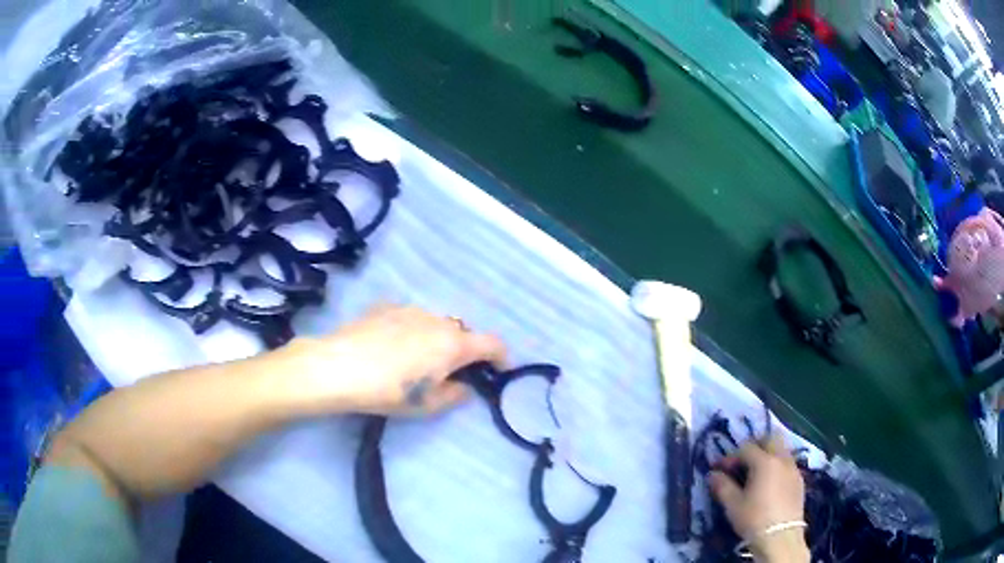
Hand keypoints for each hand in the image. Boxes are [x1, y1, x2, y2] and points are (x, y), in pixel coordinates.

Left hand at [284, 305, 506, 415]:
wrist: (338, 366)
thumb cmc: (388, 391)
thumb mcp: (427, 404)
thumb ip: (455, 395)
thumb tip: (465, 387)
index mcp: (454, 344)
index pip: (493, 344)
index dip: (502, 357)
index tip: (500, 370)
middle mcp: (438, 320)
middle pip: (462, 333)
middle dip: (464, 351)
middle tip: (451, 372)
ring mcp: (411, 309)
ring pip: (436, 323)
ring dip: (437, 339)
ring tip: (416, 359)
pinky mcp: (386, 306)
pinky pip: (410, 318)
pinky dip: (412, 331)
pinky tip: (392, 346)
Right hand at [709, 435, 808, 562]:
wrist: (780, 537)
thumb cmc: (754, 519)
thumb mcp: (732, 505)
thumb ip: (722, 486)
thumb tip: (713, 474)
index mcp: (764, 462)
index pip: (746, 448)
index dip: (731, 456)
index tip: (720, 469)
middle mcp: (782, 459)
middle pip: (771, 438)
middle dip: (756, 444)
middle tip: (743, 461)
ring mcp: (794, 469)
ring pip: (782, 450)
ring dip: (769, 455)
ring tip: (757, 473)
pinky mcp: (800, 481)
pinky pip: (788, 464)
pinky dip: (778, 467)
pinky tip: (770, 484)